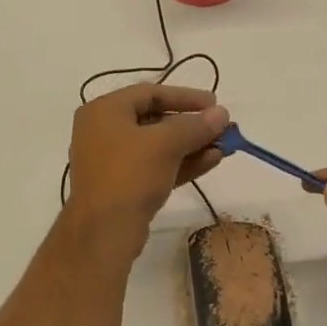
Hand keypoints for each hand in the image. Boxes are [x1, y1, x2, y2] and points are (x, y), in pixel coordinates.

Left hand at [66, 84, 228, 242]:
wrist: (104, 232)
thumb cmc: (130, 174)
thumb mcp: (166, 144)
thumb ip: (195, 125)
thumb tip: (222, 113)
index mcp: (103, 110)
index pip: (150, 93)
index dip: (185, 96)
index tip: (215, 103)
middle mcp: (102, 130)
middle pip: (154, 119)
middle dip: (191, 125)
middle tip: (221, 128)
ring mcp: (111, 160)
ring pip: (156, 145)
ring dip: (191, 145)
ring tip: (223, 147)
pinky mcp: (121, 185)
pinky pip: (154, 165)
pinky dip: (180, 162)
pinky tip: (211, 161)